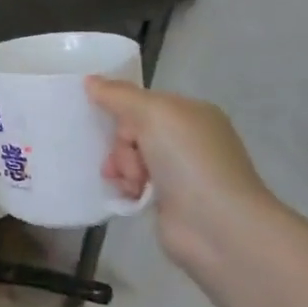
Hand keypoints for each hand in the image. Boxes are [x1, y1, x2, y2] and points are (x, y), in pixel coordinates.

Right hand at [84, 79, 273, 268]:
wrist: (217, 226)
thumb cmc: (189, 160)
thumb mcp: (153, 114)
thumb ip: (118, 95)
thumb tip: (90, 80)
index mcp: (191, 113)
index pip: (142, 102)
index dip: (123, 112)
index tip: (110, 123)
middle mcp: (187, 140)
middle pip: (132, 130)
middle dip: (121, 144)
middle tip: (127, 160)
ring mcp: (179, 172)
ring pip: (130, 158)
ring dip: (122, 167)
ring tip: (131, 183)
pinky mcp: (169, 201)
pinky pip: (134, 183)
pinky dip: (127, 187)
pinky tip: (130, 195)